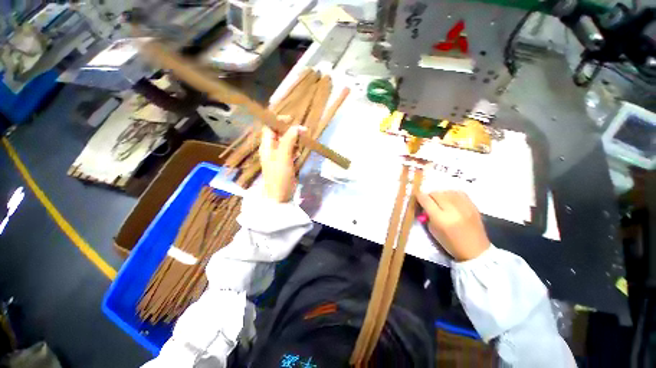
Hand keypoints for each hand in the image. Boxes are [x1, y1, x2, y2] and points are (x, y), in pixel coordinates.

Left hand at [259, 123, 304, 202]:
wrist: (280, 196)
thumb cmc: (279, 177)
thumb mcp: (283, 158)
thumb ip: (288, 141)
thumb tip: (296, 127)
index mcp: (267, 146)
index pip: (269, 127)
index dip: (278, 121)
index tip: (292, 120)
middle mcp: (271, 149)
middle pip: (279, 134)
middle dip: (290, 130)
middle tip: (303, 131)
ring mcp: (279, 156)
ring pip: (286, 142)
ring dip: (294, 139)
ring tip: (304, 140)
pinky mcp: (285, 162)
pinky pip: (290, 151)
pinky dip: (295, 148)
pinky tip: (300, 151)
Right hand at [417, 191, 489, 261]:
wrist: (475, 251)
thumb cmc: (450, 243)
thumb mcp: (433, 230)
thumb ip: (427, 215)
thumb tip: (424, 205)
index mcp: (440, 218)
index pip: (425, 200)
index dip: (419, 197)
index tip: (417, 198)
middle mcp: (452, 210)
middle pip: (436, 193)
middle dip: (429, 196)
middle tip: (429, 202)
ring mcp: (465, 207)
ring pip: (447, 191)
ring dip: (440, 194)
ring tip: (440, 201)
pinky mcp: (473, 206)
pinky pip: (459, 192)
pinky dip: (451, 194)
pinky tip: (450, 199)